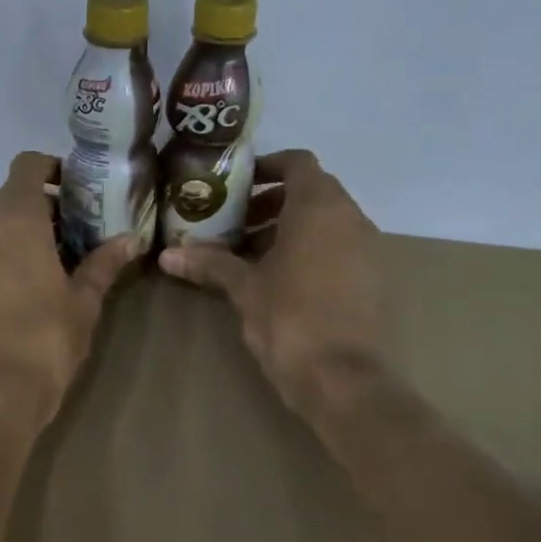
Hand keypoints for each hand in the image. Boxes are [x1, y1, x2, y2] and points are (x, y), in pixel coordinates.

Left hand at [0, 152, 140, 429]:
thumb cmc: (44, 341)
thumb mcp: (83, 302)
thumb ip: (103, 264)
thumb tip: (129, 240)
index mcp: (14, 219)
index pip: (27, 166)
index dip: (52, 168)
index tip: (76, 189)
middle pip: (8, 197)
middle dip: (40, 207)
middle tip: (72, 233)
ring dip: (16, 233)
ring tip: (47, 264)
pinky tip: (17, 290)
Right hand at [158, 150, 391, 418]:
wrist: (344, 379)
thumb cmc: (290, 319)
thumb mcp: (244, 288)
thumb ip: (210, 264)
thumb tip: (166, 256)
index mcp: (319, 207)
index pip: (297, 162)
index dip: (267, 166)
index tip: (237, 184)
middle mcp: (351, 217)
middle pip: (312, 191)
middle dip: (272, 202)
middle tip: (236, 223)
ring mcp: (368, 248)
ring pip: (327, 221)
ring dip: (290, 228)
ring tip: (251, 254)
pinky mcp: (374, 278)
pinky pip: (340, 247)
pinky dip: (311, 250)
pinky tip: (281, 280)